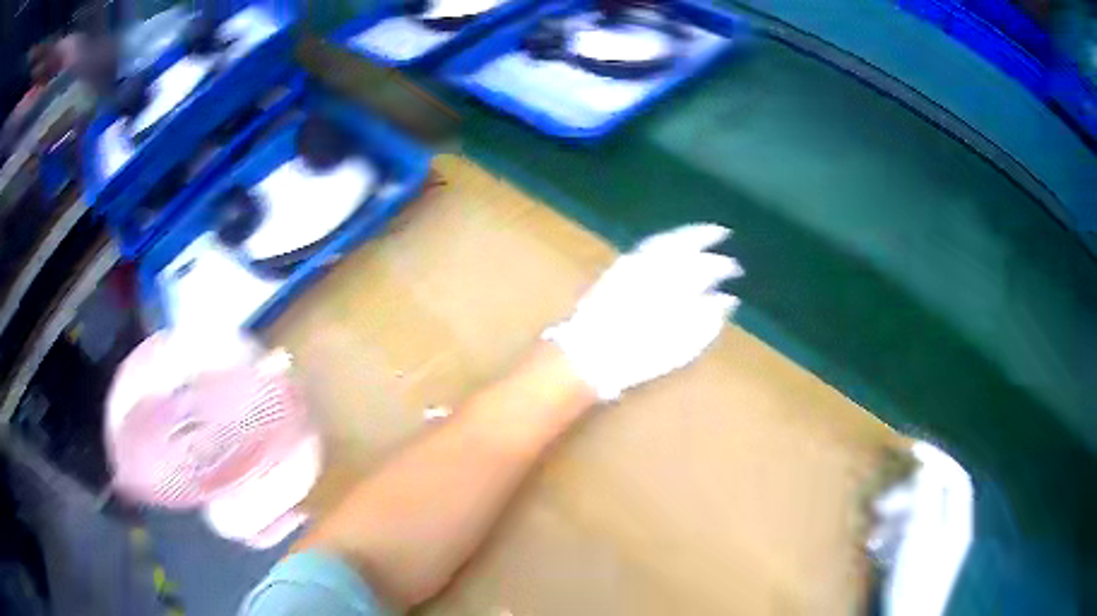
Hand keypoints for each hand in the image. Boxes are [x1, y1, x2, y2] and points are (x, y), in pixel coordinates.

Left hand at [543, 223, 742, 399]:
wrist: (588, 354)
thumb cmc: (637, 356)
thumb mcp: (679, 346)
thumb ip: (705, 320)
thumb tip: (725, 300)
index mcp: (671, 286)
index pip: (703, 266)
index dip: (721, 265)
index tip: (735, 268)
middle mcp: (653, 267)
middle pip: (683, 245)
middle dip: (704, 238)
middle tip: (722, 233)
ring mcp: (631, 264)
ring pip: (664, 240)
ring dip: (684, 234)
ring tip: (700, 233)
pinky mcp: (615, 268)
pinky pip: (646, 247)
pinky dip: (663, 241)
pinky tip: (671, 245)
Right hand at [868, 441, 973, 615]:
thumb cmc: (916, 577)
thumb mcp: (921, 535)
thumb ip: (927, 498)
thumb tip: (926, 466)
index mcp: (958, 521)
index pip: (957, 479)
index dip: (938, 459)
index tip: (912, 450)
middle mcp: (952, 530)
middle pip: (936, 497)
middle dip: (907, 494)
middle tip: (879, 502)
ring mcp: (936, 548)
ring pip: (920, 518)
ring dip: (895, 518)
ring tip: (872, 531)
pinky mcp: (919, 563)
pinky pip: (909, 537)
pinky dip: (893, 536)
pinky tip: (875, 546)